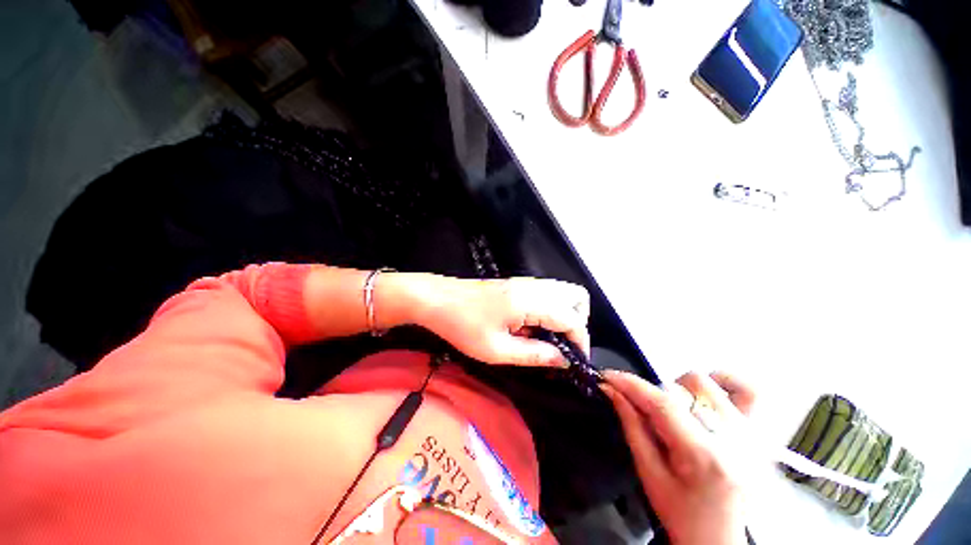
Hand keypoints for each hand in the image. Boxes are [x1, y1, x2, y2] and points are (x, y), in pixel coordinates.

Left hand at [416, 276, 589, 366]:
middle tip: (562, 345)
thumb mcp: (497, 350)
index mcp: (530, 302)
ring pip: (562, 292)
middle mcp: (533, 287)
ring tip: (545, 338)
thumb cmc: (462, 326)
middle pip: (576, 296)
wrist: (436, 300)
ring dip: (563, 316)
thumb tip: (562, 360)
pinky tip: (529, 327)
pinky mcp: (516, 284)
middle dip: (578, 322)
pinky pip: (546, 293)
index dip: (580, 341)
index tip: (574, 361)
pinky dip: (549, 310)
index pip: (572, 318)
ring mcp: (524, 282)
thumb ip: (534, 354)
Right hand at [602, 370, 756, 544]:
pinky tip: (705, 393)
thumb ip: (631, 426)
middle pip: (679, 390)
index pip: (662, 404)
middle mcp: (733, 439)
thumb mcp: (649, 474)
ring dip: (677, 389)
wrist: (720, 540)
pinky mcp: (759, 432)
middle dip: (650, 395)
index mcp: (704, 457)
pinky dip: (723, 381)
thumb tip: (611, 390)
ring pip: (704, 383)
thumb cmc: (682, 515)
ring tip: (673, 411)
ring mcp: (751, 433)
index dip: (631, 384)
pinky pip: (748, 390)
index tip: (607, 376)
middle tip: (641, 412)